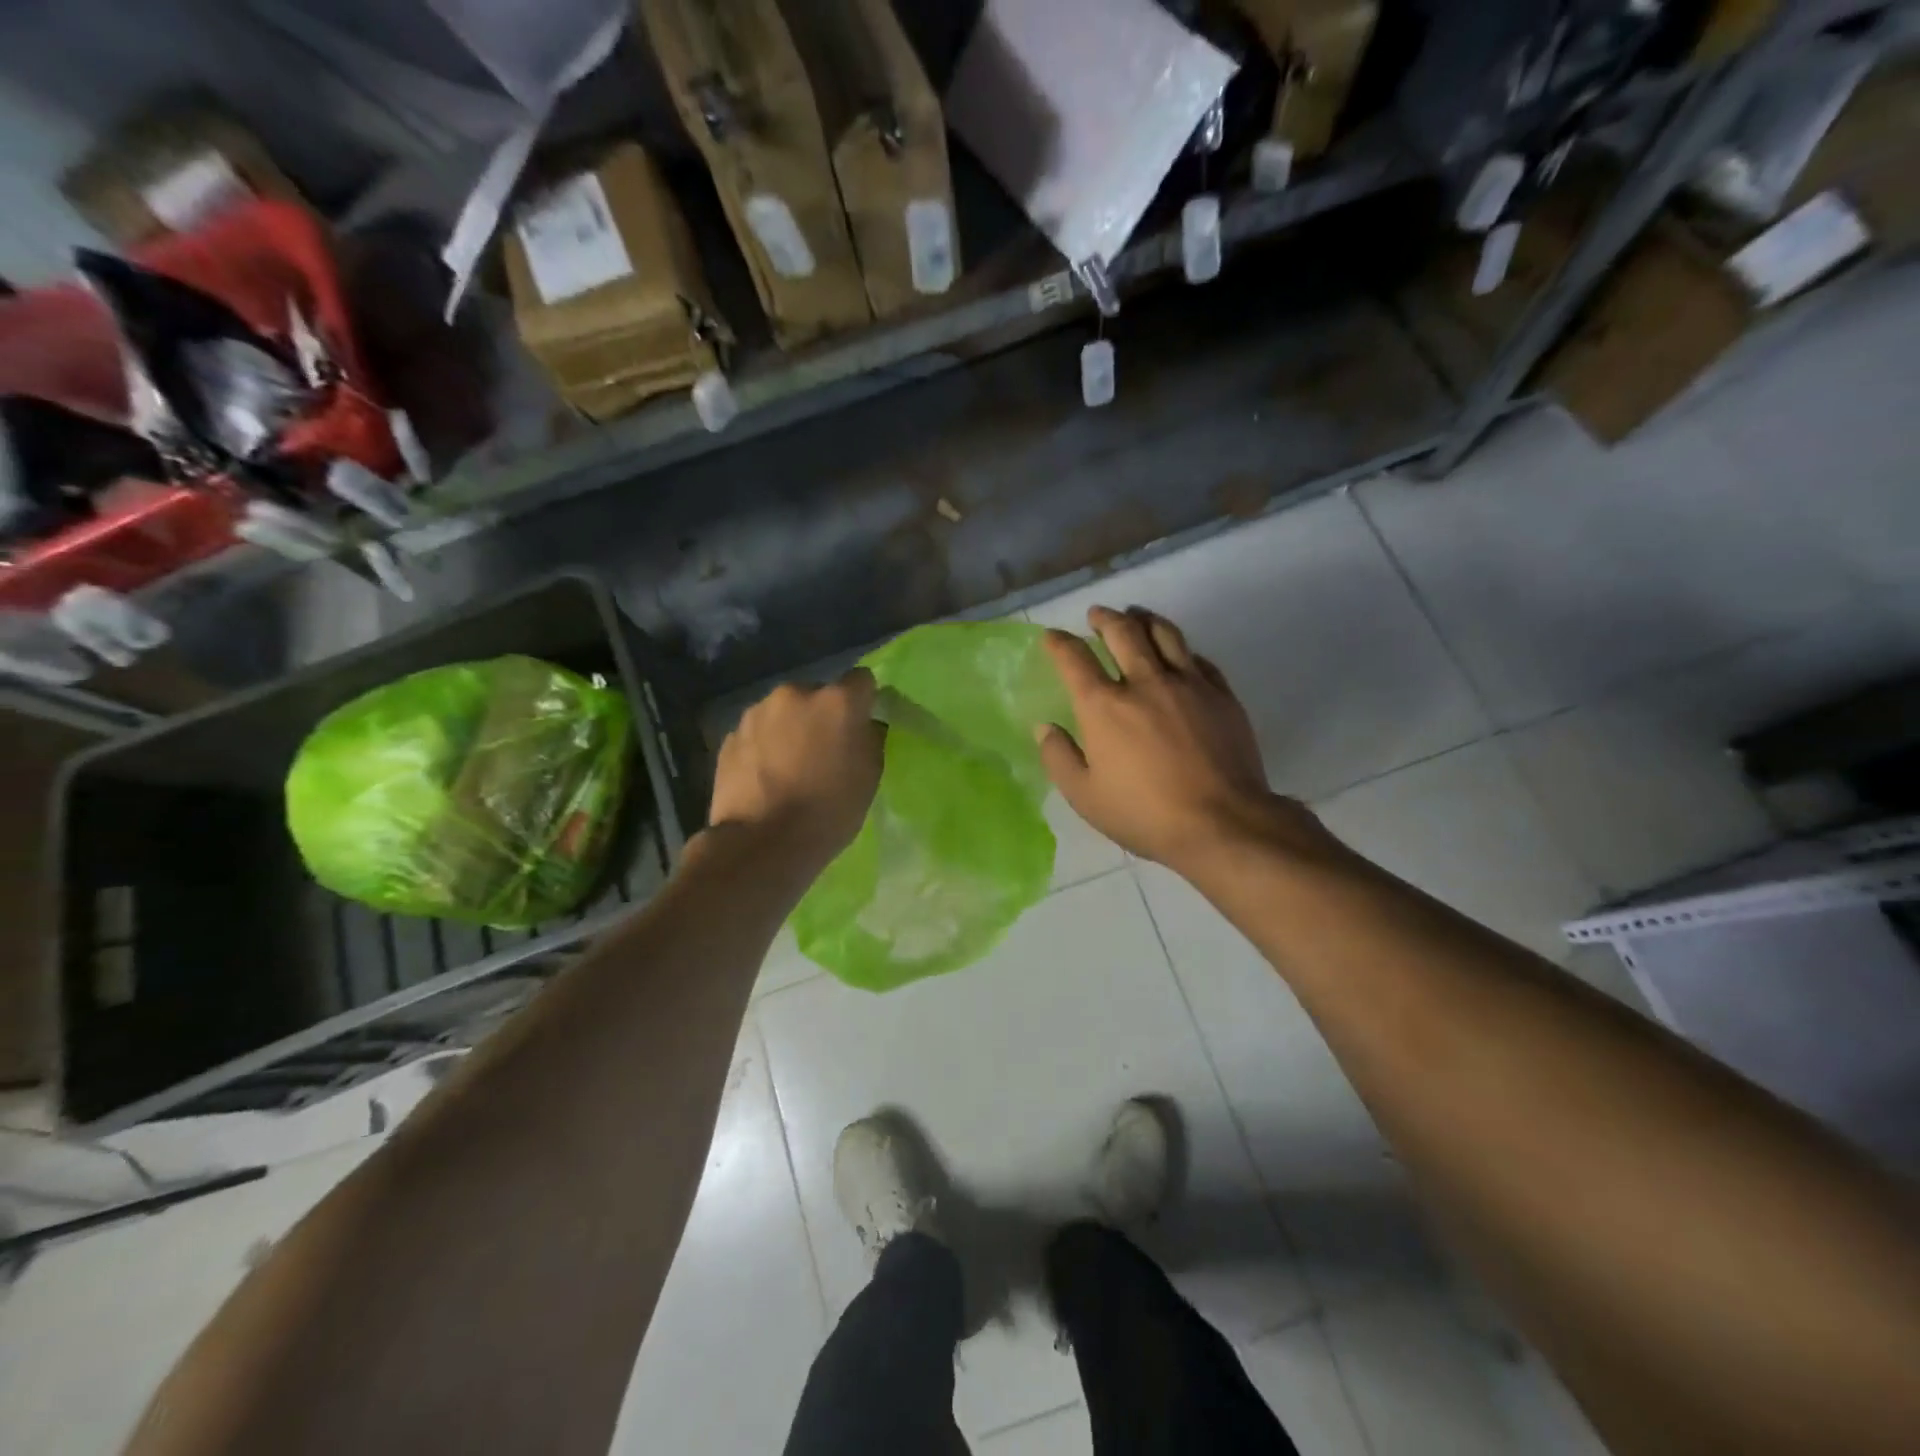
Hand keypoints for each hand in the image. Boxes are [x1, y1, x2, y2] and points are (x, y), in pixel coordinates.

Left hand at [709, 669, 883, 860]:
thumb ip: (870, 739)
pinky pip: (757, 733)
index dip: (863, 701)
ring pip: (783, 713)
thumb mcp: (869, 777)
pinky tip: (765, 778)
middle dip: (821, 716)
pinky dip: (764, 747)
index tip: (861, 725)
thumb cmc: (828, 811)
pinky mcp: (730, 736)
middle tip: (823, 751)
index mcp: (837, 701)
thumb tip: (864, 726)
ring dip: (789, 729)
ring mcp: (757, 713)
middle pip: (817, 694)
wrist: (762, 843)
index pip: (862, 680)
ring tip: (789, 767)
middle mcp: (795, 694)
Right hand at [1038, 607, 1331, 875]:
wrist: (1222, 823)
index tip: (1052, 637)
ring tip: (1137, 616)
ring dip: (1145, 619)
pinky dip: (1181, 650)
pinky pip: (1199, 658)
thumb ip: (1059, 757)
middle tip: (1097, 615)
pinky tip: (1179, 654)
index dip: (1059, 643)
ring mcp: (1188, 684)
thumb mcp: (1085, 796)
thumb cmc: (1144, 814)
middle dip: (1105, 618)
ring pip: (1165, 634)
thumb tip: (1045, 727)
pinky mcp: (1222, 695)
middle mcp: (1144, 682)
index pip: (1074, 658)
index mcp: (1104, 706)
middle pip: (1123, 632)